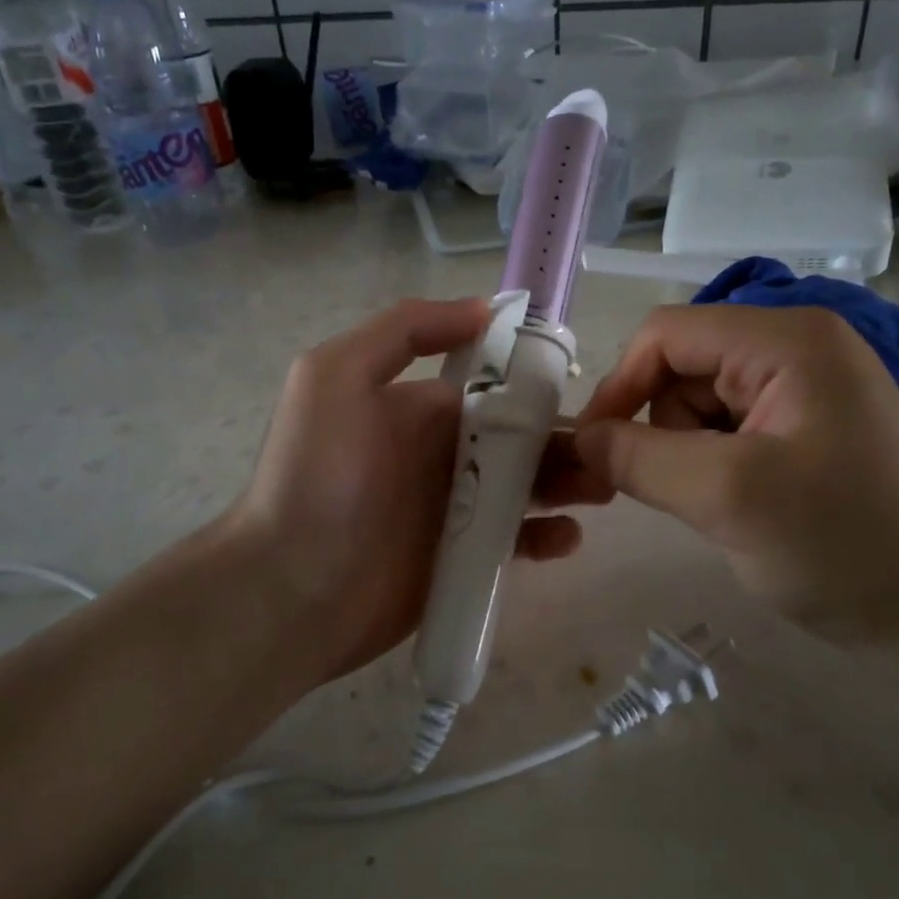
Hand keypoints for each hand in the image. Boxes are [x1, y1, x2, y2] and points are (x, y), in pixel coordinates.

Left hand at [224, 298, 583, 687]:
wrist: (289, 588)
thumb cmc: (316, 477)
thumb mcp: (335, 376)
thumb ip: (403, 331)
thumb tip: (483, 309)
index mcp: (420, 409)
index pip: (494, 386)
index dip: (537, 383)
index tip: (580, 386)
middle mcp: (442, 454)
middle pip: (521, 439)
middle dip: (565, 439)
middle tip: (609, 451)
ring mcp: (455, 511)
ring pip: (528, 488)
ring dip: (569, 483)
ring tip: (601, 488)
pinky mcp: (463, 561)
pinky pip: (517, 541)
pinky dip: (546, 536)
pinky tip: (566, 538)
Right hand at [568, 305, 898, 642]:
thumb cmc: (844, 546)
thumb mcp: (728, 498)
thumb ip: (639, 459)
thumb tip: (578, 438)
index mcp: (787, 339)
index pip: (666, 334)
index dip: (619, 386)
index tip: (594, 451)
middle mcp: (798, 346)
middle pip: (683, 368)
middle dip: (665, 429)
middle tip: (689, 493)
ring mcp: (808, 386)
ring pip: (701, 404)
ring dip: (691, 455)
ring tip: (728, 506)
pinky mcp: (810, 426)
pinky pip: (730, 430)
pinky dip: (716, 466)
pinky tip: (748, 506)